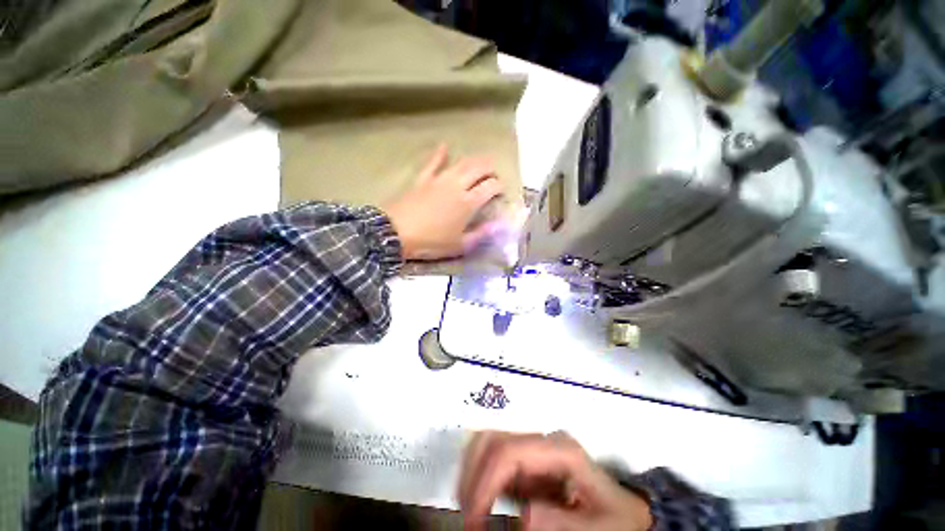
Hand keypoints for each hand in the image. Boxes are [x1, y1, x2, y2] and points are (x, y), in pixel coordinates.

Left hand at [383, 145, 504, 260]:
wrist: (397, 233)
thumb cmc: (431, 242)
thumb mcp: (460, 245)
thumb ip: (481, 234)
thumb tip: (499, 225)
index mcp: (468, 203)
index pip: (490, 187)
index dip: (499, 187)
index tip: (501, 191)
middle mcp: (457, 186)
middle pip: (478, 169)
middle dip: (490, 169)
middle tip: (494, 174)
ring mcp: (439, 180)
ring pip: (461, 163)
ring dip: (474, 160)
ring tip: (481, 162)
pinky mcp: (423, 179)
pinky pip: (433, 162)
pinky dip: (440, 154)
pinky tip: (445, 146)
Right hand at [459, 431, 652, 530]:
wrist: (622, 510)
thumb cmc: (614, 518)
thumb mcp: (599, 527)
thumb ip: (565, 523)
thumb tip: (525, 516)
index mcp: (560, 449)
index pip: (509, 451)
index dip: (485, 480)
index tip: (473, 517)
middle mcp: (542, 440)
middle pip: (493, 439)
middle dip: (472, 474)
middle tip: (467, 514)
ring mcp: (532, 447)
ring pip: (488, 443)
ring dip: (472, 472)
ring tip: (470, 509)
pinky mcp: (526, 459)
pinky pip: (492, 458)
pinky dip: (479, 476)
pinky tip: (479, 501)